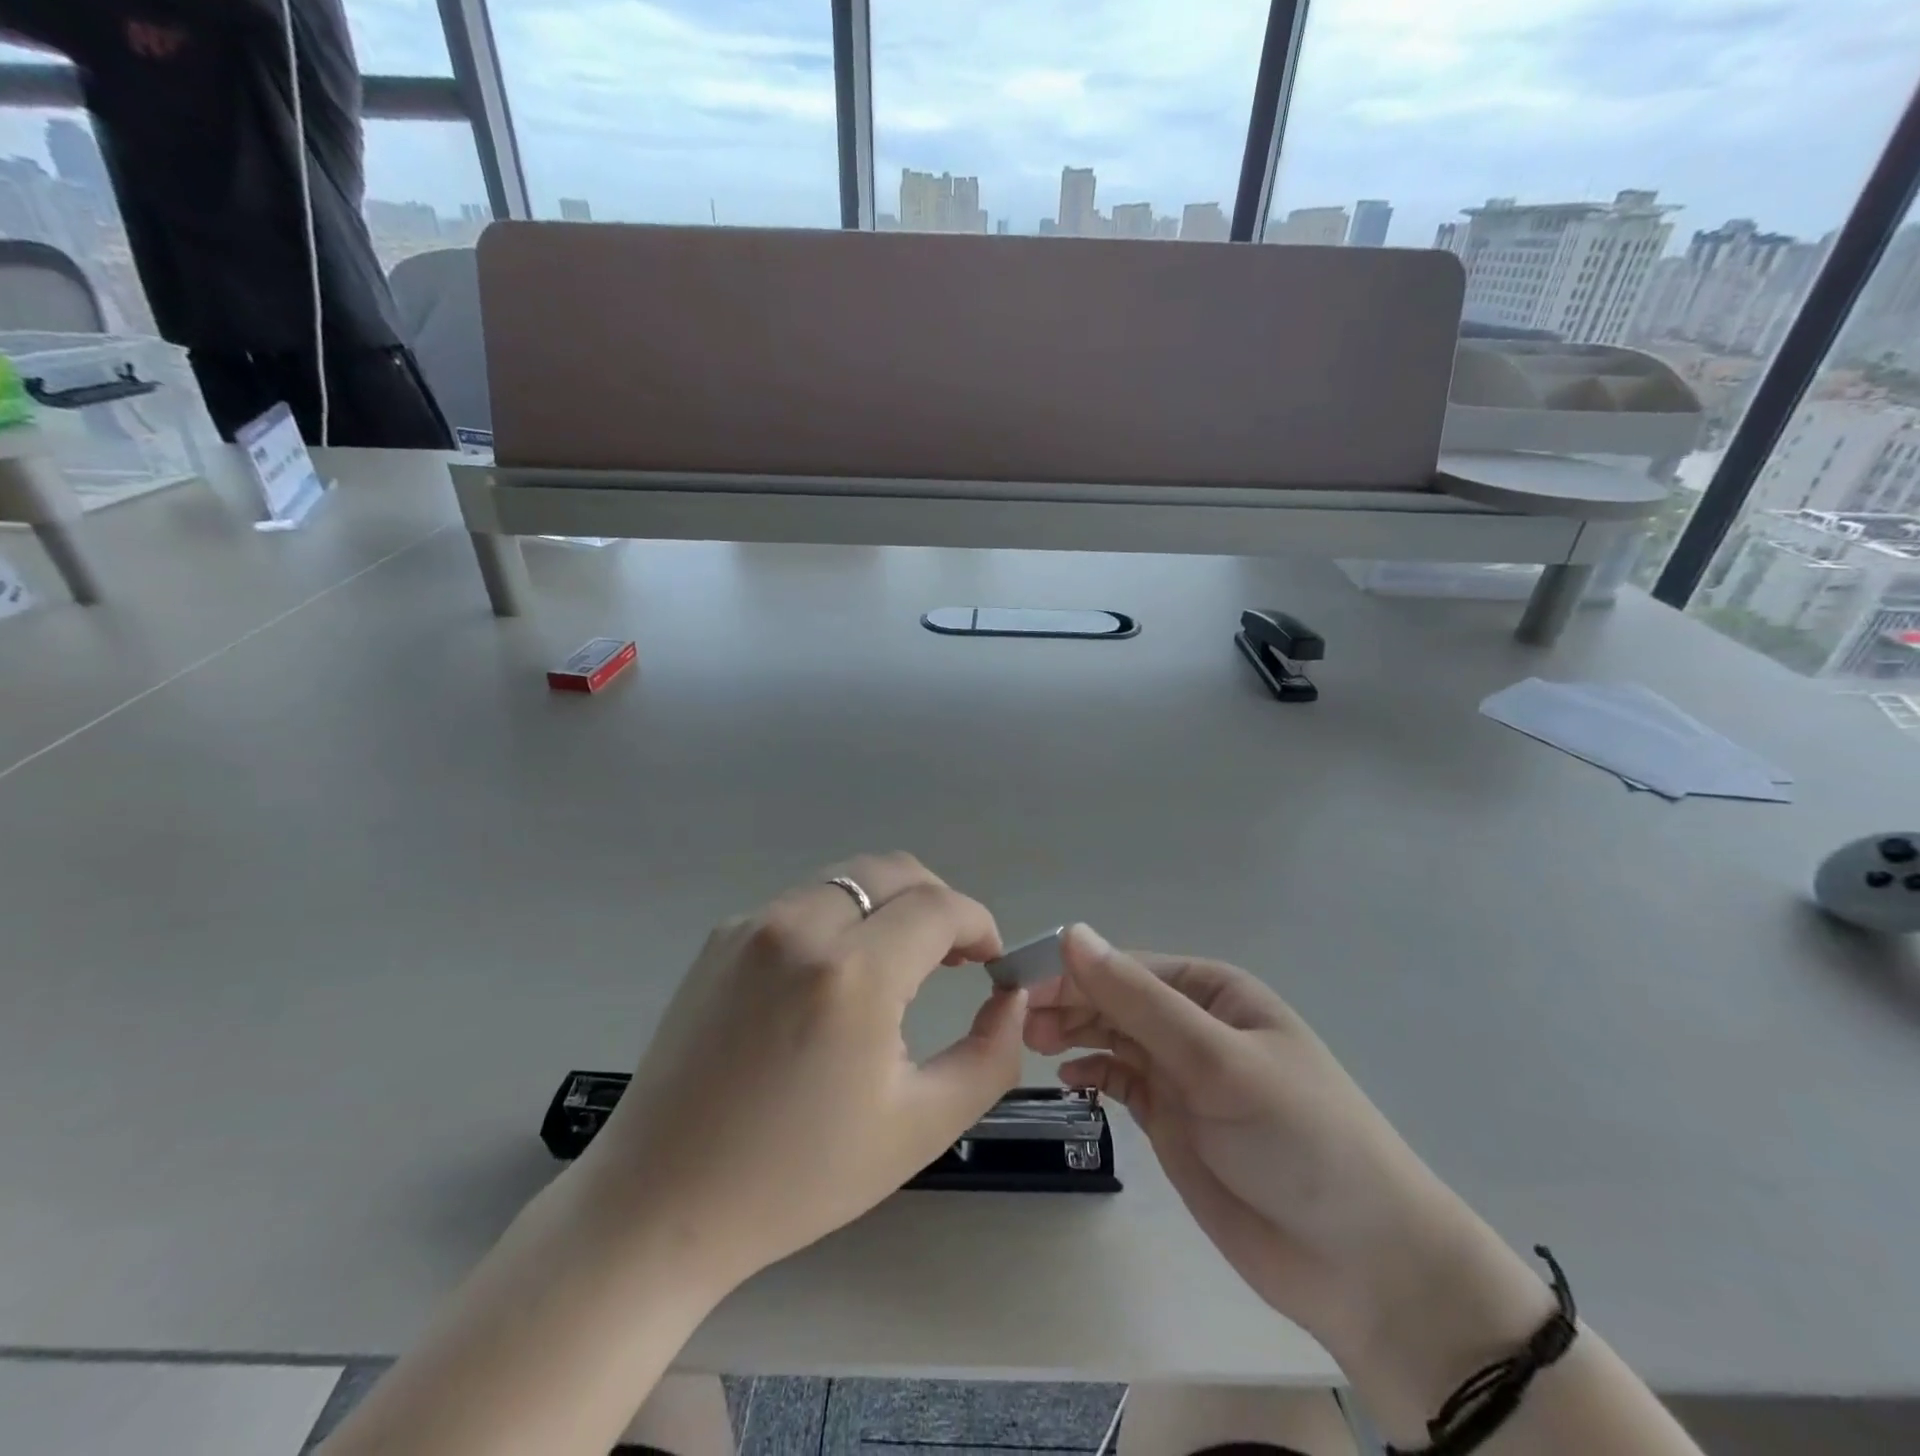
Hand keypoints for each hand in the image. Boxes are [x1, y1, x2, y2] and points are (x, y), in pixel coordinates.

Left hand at [575, 853, 1024, 1290]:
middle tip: (952, 957)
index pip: (940, 907)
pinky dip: (841, 919)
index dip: (979, 925)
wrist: (660, 1201)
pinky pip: (804, 902)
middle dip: (939, 902)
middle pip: (895, 870)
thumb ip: (991, 1055)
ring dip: (889, 906)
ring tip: (897, 966)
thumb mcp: (920, 1127)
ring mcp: (752, 924)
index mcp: (851, 973)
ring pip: (848, 879)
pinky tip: (832, 980)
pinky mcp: (721, 936)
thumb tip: (1012, 998)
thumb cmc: (797, 1176)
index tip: (991, 963)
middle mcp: (800, 926)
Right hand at [1024, 927, 1552, 1392]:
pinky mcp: (1172, 1119)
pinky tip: (1069, 1078)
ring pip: (1112, 1037)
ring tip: (1031, 1044)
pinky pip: (1121, 1079)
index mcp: (1212, 990)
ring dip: (1073, 1034)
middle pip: (1115, 999)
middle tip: (1017, 1022)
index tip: (1017, 985)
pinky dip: (1092, 1072)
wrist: (1360, 1263)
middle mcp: (1194, 1023)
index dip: (1072, 971)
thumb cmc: (1296, 1137)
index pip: (1127, 967)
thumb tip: (1072, 934)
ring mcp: (1182, 1073)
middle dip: (1067, 1003)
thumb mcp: (1216, 1059)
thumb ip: (1140, 1000)